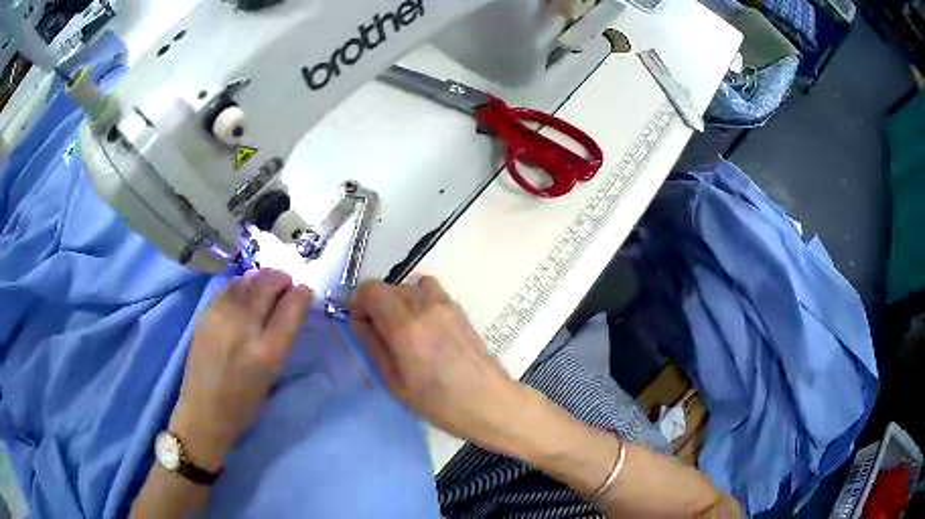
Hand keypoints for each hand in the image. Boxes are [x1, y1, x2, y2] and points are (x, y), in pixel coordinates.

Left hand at [170, 269, 312, 470]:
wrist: (205, 410)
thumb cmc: (245, 401)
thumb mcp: (274, 372)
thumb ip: (284, 336)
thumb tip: (291, 303)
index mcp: (268, 351)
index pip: (291, 307)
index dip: (301, 294)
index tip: (304, 291)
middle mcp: (244, 328)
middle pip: (268, 286)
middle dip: (281, 280)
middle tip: (286, 284)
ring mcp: (221, 317)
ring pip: (247, 281)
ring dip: (261, 279)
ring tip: (266, 286)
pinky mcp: (206, 313)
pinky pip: (230, 287)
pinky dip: (242, 284)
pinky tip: (245, 292)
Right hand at [349, 276, 525, 449]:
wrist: (490, 403)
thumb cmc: (439, 404)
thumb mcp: (396, 383)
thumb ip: (374, 346)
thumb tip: (359, 321)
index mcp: (406, 327)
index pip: (371, 290)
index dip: (358, 301)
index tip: (358, 321)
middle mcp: (426, 307)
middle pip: (390, 286)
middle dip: (377, 303)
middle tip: (377, 330)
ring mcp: (447, 305)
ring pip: (411, 286)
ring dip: (400, 300)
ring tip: (403, 328)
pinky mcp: (461, 310)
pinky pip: (432, 293)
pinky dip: (420, 301)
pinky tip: (425, 328)